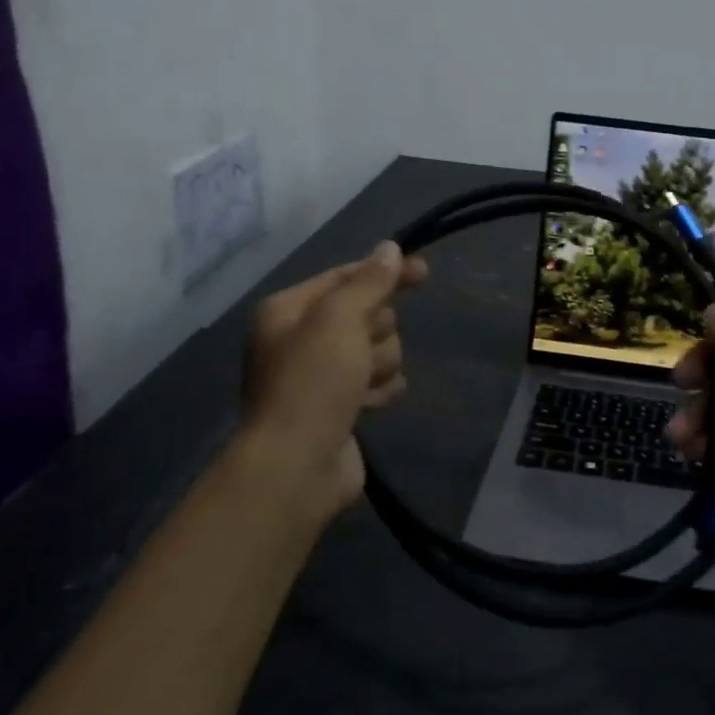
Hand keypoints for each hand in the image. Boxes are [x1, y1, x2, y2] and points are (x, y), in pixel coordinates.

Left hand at [234, 241, 428, 526]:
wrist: (296, 465)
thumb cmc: (312, 382)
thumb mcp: (339, 320)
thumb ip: (369, 282)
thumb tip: (389, 248)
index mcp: (290, 309)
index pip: (347, 276)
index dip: (386, 272)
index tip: (424, 272)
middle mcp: (303, 337)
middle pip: (369, 314)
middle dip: (376, 332)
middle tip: (360, 353)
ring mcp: (323, 374)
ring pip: (379, 349)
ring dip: (378, 366)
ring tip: (358, 389)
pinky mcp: (343, 405)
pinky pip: (380, 381)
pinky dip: (379, 391)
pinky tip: (367, 406)